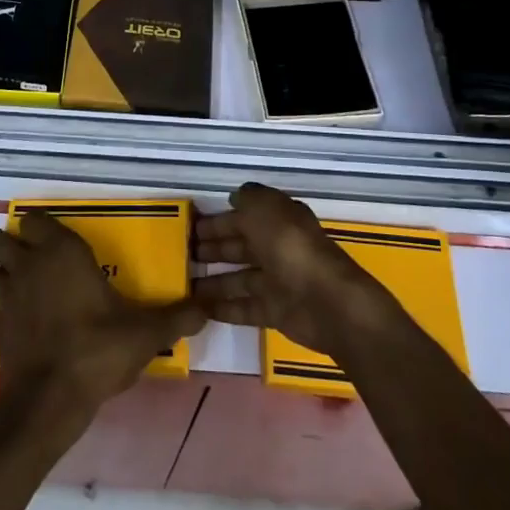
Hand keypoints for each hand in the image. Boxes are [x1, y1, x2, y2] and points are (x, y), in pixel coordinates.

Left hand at [0, 212, 204, 426]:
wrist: (52, 398)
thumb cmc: (98, 350)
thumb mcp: (145, 333)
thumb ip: (175, 317)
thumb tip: (206, 307)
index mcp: (61, 253)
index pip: (36, 220)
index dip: (38, 224)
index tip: (49, 233)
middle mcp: (27, 266)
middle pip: (1, 241)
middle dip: (8, 244)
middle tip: (27, 257)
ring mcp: (4, 297)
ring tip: (10, 286)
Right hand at [193, 184, 399, 356]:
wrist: (326, 301)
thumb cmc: (291, 247)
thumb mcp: (266, 209)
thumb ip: (248, 198)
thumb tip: (235, 197)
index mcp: (278, 220)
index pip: (243, 217)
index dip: (217, 221)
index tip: (190, 228)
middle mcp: (278, 248)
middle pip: (240, 247)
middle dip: (213, 249)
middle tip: (182, 256)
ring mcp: (278, 281)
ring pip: (239, 278)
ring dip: (213, 280)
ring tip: (184, 284)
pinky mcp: (276, 312)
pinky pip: (244, 307)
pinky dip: (224, 307)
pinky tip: (200, 309)